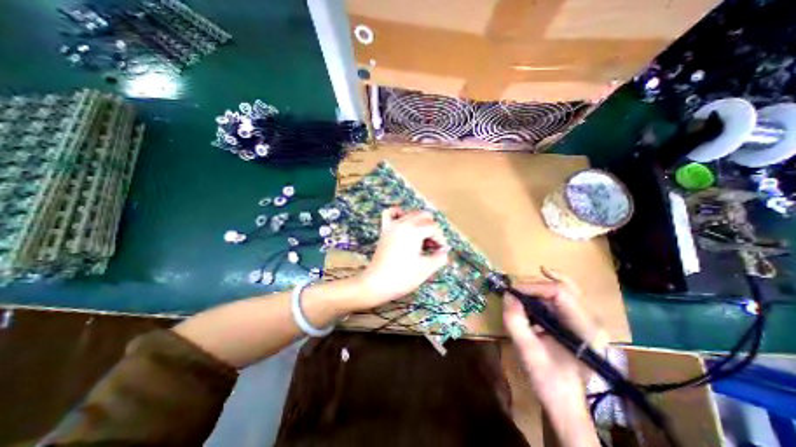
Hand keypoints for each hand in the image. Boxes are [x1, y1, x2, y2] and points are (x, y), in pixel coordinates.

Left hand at [359, 208, 450, 306]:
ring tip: (421, 239)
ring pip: (411, 213)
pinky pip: (391, 213)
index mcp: (414, 231)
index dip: (440, 239)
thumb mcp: (426, 268)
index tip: (441, 251)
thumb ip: (440, 257)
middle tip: (432, 246)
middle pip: (424, 216)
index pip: (433, 227)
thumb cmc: (403, 277)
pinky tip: (404, 224)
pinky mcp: (384, 230)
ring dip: (420, 223)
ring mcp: (392, 225)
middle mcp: (403, 223)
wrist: (377, 283)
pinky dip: (399, 214)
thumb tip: (444, 250)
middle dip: (432, 229)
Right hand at [499, 267, 606, 406]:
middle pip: (564, 287)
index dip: (533, 287)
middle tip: (513, 287)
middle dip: (535, 283)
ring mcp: (587, 321)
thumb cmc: (549, 381)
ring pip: (563, 289)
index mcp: (586, 331)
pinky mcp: (577, 323)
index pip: (560, 293)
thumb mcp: (527, 351)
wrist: (565, 403)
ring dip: (538, 286)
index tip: (511, 291)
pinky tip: (531, 292)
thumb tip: (507, 295)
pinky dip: (543, 292)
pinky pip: (561, 299)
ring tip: (519, 289)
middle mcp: (592, 322)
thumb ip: (515, 322)